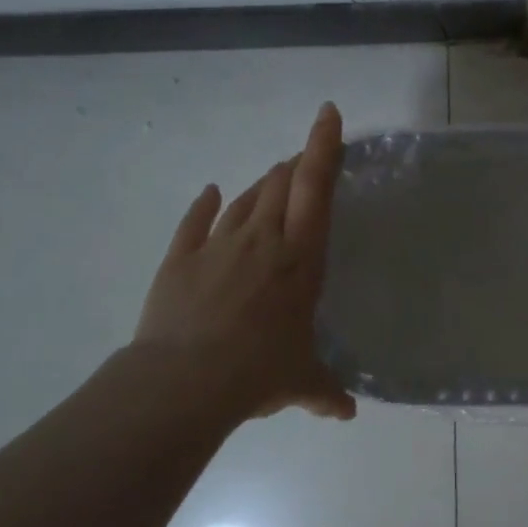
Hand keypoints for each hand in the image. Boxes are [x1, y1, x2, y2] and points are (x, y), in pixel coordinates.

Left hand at [133, 102, 356, 423]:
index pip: (317, 190)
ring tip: (273, 178)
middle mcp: (262, 240)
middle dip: (295, 166)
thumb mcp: (301, 382)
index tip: (328, 113)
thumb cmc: (259, 372)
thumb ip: (325, 392)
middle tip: (304, 161)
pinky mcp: (181, 259)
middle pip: (281, 185)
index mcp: (300, 259)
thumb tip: (346, 413)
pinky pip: (196, 221)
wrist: (184, 381)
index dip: (324, 148)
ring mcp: (218, 245)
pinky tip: (211, 192)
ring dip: (262, 185)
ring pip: (245, 199)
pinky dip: (205, 205)